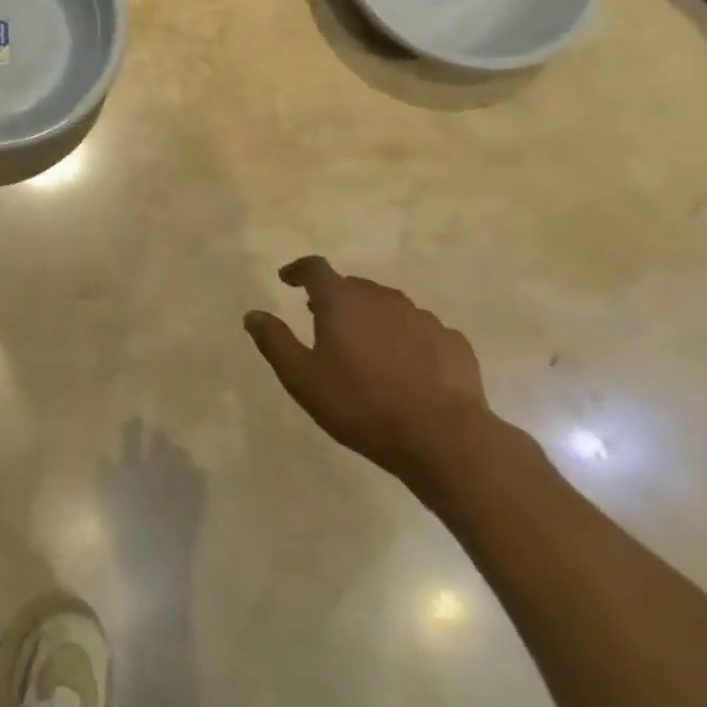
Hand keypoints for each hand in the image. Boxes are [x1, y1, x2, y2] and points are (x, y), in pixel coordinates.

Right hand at [244, 256, 489, 483]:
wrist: (444, 438)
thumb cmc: (361, 404)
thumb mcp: (302, 378)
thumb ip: (274, 341)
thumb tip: (253, 315)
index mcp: (342, 300)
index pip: (315, 268)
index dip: (298, 270)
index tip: (287, 279)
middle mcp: (382, 298)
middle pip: (353, 287)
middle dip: (335, 299)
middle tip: (322, 321)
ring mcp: (422, 318)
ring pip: (389, 308)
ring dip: (372, 319)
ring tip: (366, 349)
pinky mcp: (453, 342)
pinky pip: (421, 332)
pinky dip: (407, 341)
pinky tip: (407, 369)